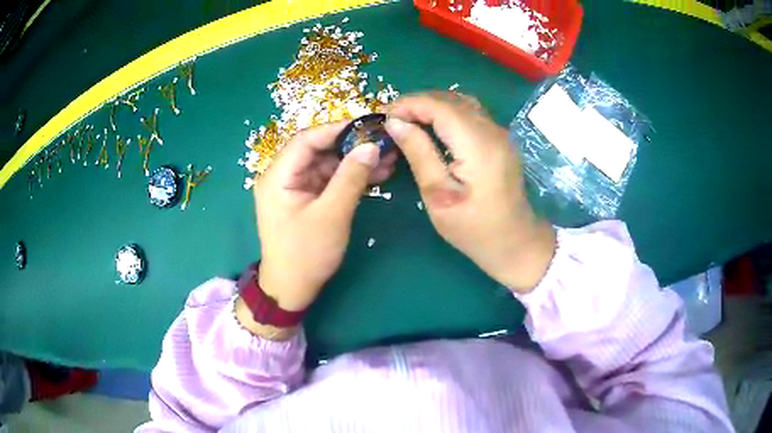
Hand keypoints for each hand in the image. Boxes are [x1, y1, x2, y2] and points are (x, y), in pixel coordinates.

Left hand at [253, 122, 397, 312]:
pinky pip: (330, 180)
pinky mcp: (307, 199)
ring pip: (327, 164)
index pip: (306, 140)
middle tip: (384, 142)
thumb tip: (371, 146)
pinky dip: (351, 178)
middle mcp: (283, 176)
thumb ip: (350, 178)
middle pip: (318, 150)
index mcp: (278, 176)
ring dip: (355, 162)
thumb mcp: (331, 215)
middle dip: (352, 146)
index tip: (369, 126)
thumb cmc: (306, 254)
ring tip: (389, 158)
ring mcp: (296, 188)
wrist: (292, 289)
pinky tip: (377, 174)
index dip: (338, 129)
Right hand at [385, 92, 555, 292]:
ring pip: (461, 103)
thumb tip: (395, 123)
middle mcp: (492, 130)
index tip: (384, 116)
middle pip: (450, 99)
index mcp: (478, 144)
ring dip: (432, 106)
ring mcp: (500, 133)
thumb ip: (419, 153)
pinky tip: (433, 129)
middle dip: (418, 103)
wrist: (515, 243)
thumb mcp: (438, 196)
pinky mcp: (500, 140)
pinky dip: (447, 113)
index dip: (409, 104)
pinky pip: (470, 114)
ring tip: (408, 122)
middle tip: (392, 121)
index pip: (439, 106)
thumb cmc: (474, 228)